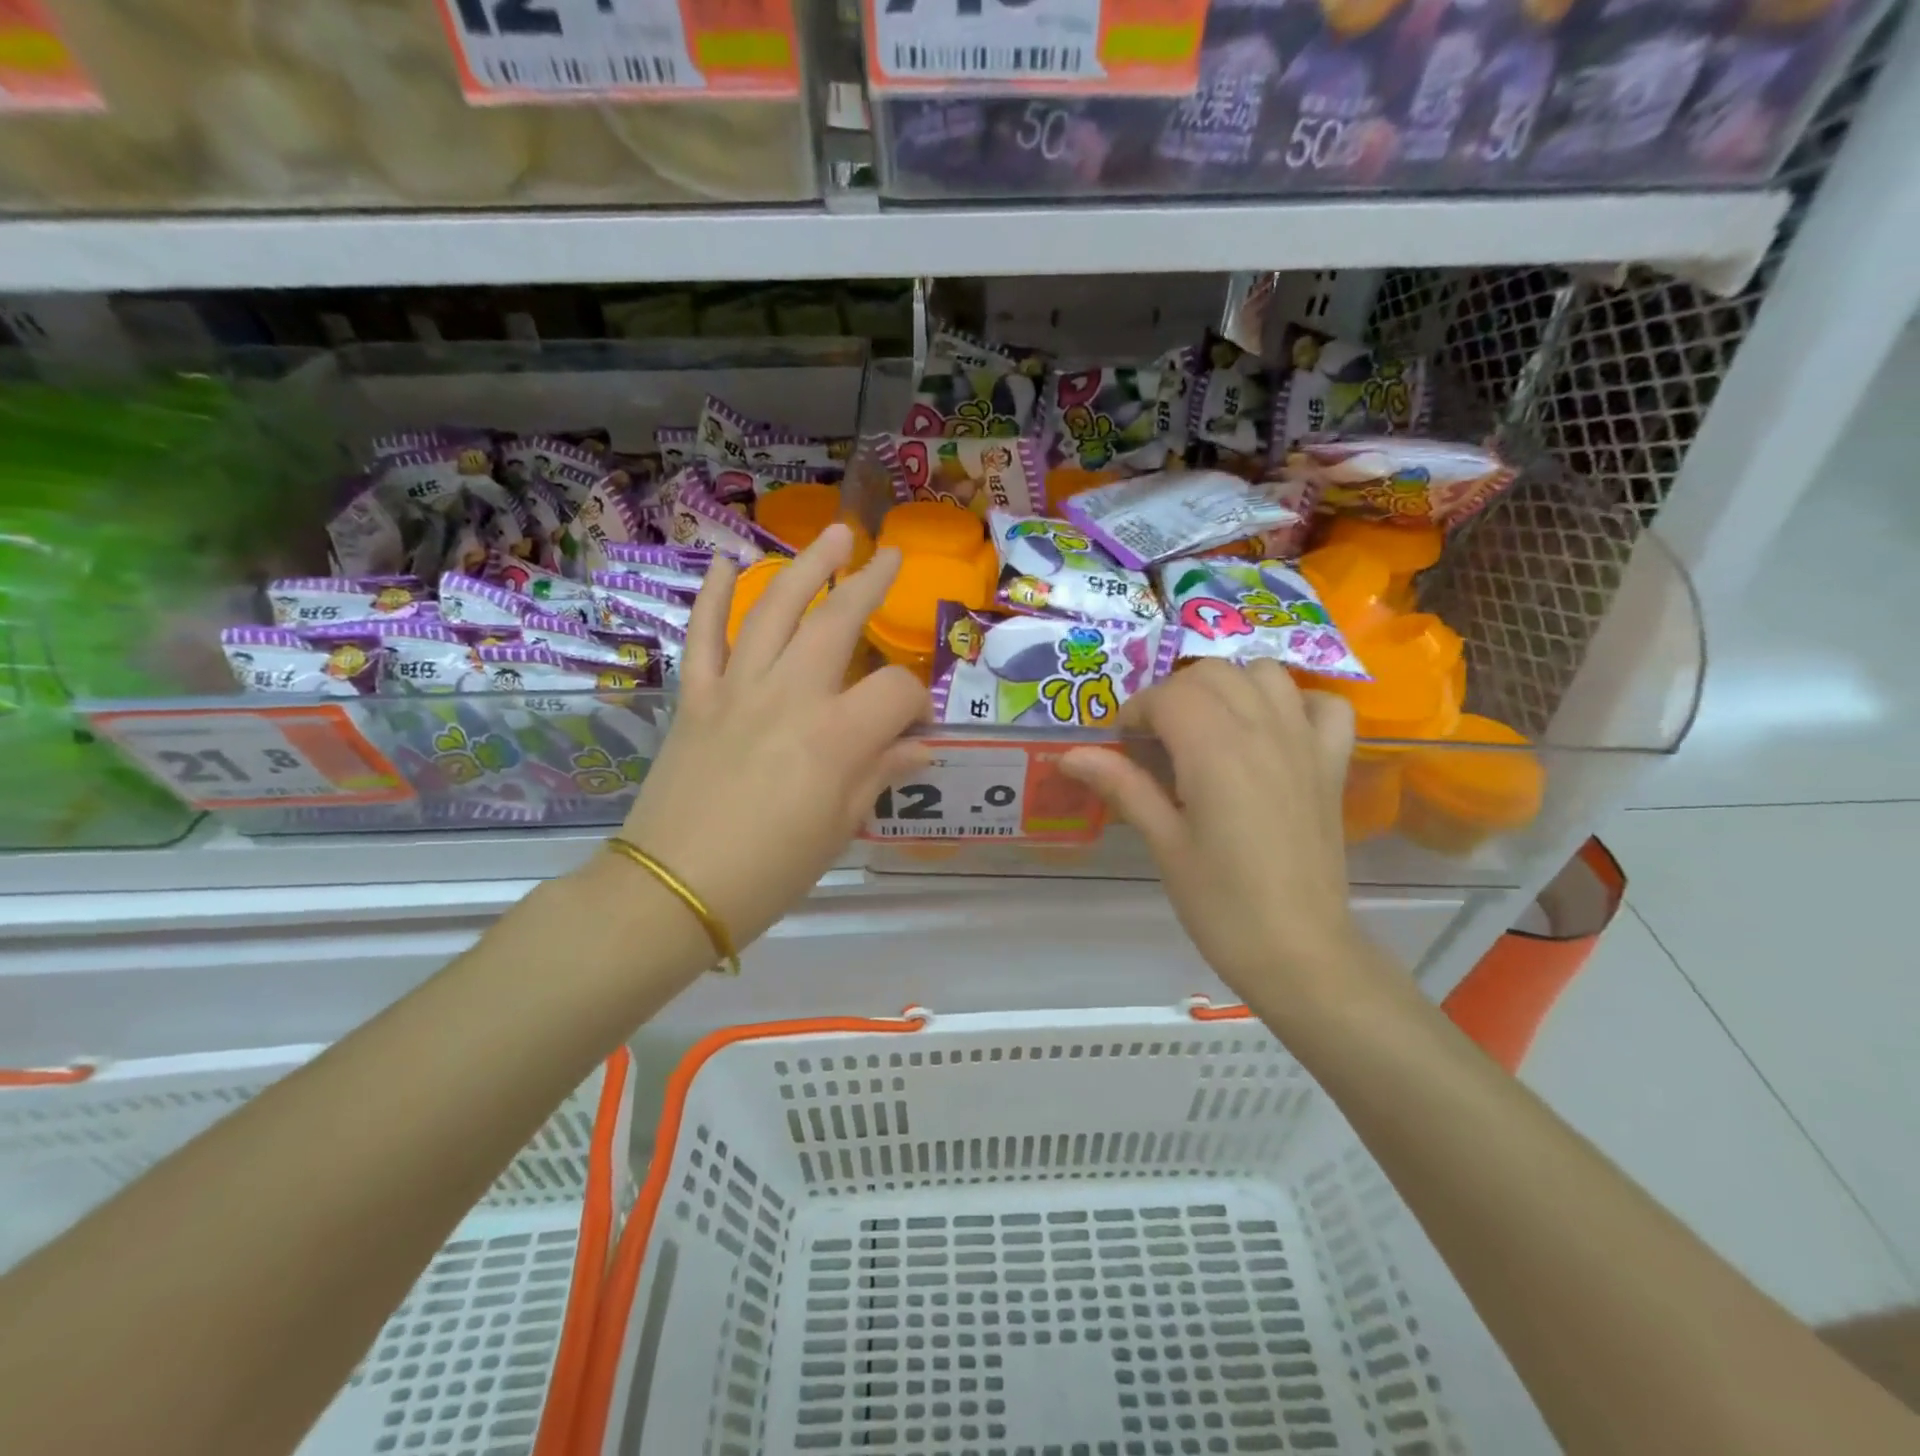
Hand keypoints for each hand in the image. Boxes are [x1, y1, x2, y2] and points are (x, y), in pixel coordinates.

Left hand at [613, 524, 928, 948]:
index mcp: (837, 736)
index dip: (916, 704)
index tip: (916, 725)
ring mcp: (737, 689)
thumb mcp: (839, 828)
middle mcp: (790, 695)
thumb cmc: (770, 872)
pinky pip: (703, 635)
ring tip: (834, 535)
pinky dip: (711, 595)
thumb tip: (919, 747)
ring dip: (806, 566)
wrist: (673, 891)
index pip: (895, 692)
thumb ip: (880, 774)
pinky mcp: (696, 697)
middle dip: (869, 583)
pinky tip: (724, 561)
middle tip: (888, 555)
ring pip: (773, 608)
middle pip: (837, 622)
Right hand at [1061, 660, 1360, 1002]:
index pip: (1168, 695)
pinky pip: (1324, 706)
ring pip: (1265, 674)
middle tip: (1156, 741)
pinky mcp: (1332, 764)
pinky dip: (1296, 703)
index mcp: (1216, 750)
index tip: (1121, 746)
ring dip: (1229, 686)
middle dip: (1174, 695)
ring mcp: (1305, 742)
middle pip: (1212, 673)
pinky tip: (1274, 729)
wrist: (1298, 950)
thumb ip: (1122, 786)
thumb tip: (1069, 755)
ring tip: (1208, 727)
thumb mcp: (1163, 843)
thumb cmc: (1220, 903)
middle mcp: (1263, 730)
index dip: (1136, 712)